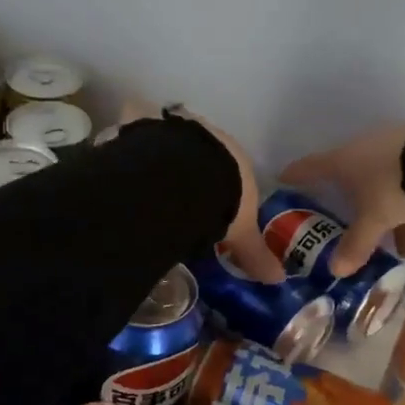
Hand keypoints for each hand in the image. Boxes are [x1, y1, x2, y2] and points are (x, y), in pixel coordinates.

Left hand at [114, 100, 286, 283]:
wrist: (184, 177)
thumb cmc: (222, 201)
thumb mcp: (241, 233)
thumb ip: (255, 253)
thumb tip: (278, 278)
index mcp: (235, 158)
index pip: (232, 171)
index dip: (222, 188)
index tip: (211, 206)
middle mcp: (209, 137)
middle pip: (201, 155)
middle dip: (191, 174)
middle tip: (178, 200)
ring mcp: (178, 128)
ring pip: (172, 144)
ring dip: (164, 161)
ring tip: (151, 188)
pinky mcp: (148, 126)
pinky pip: (140, 133)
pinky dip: (134, 146)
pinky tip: (127, 166)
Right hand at [281, 118, 404, 277]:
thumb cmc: (393, 185)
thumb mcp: (374, 219)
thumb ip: (356, 244)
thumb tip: (335, 272)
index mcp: (343, 160)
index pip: (311, 167)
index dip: (296, 174)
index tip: (283, 177)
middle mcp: (364, 149)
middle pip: (352, 180)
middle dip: (358, 210)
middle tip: (362, 233)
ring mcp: (394, 146)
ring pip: (386, 185)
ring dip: (393, 216)